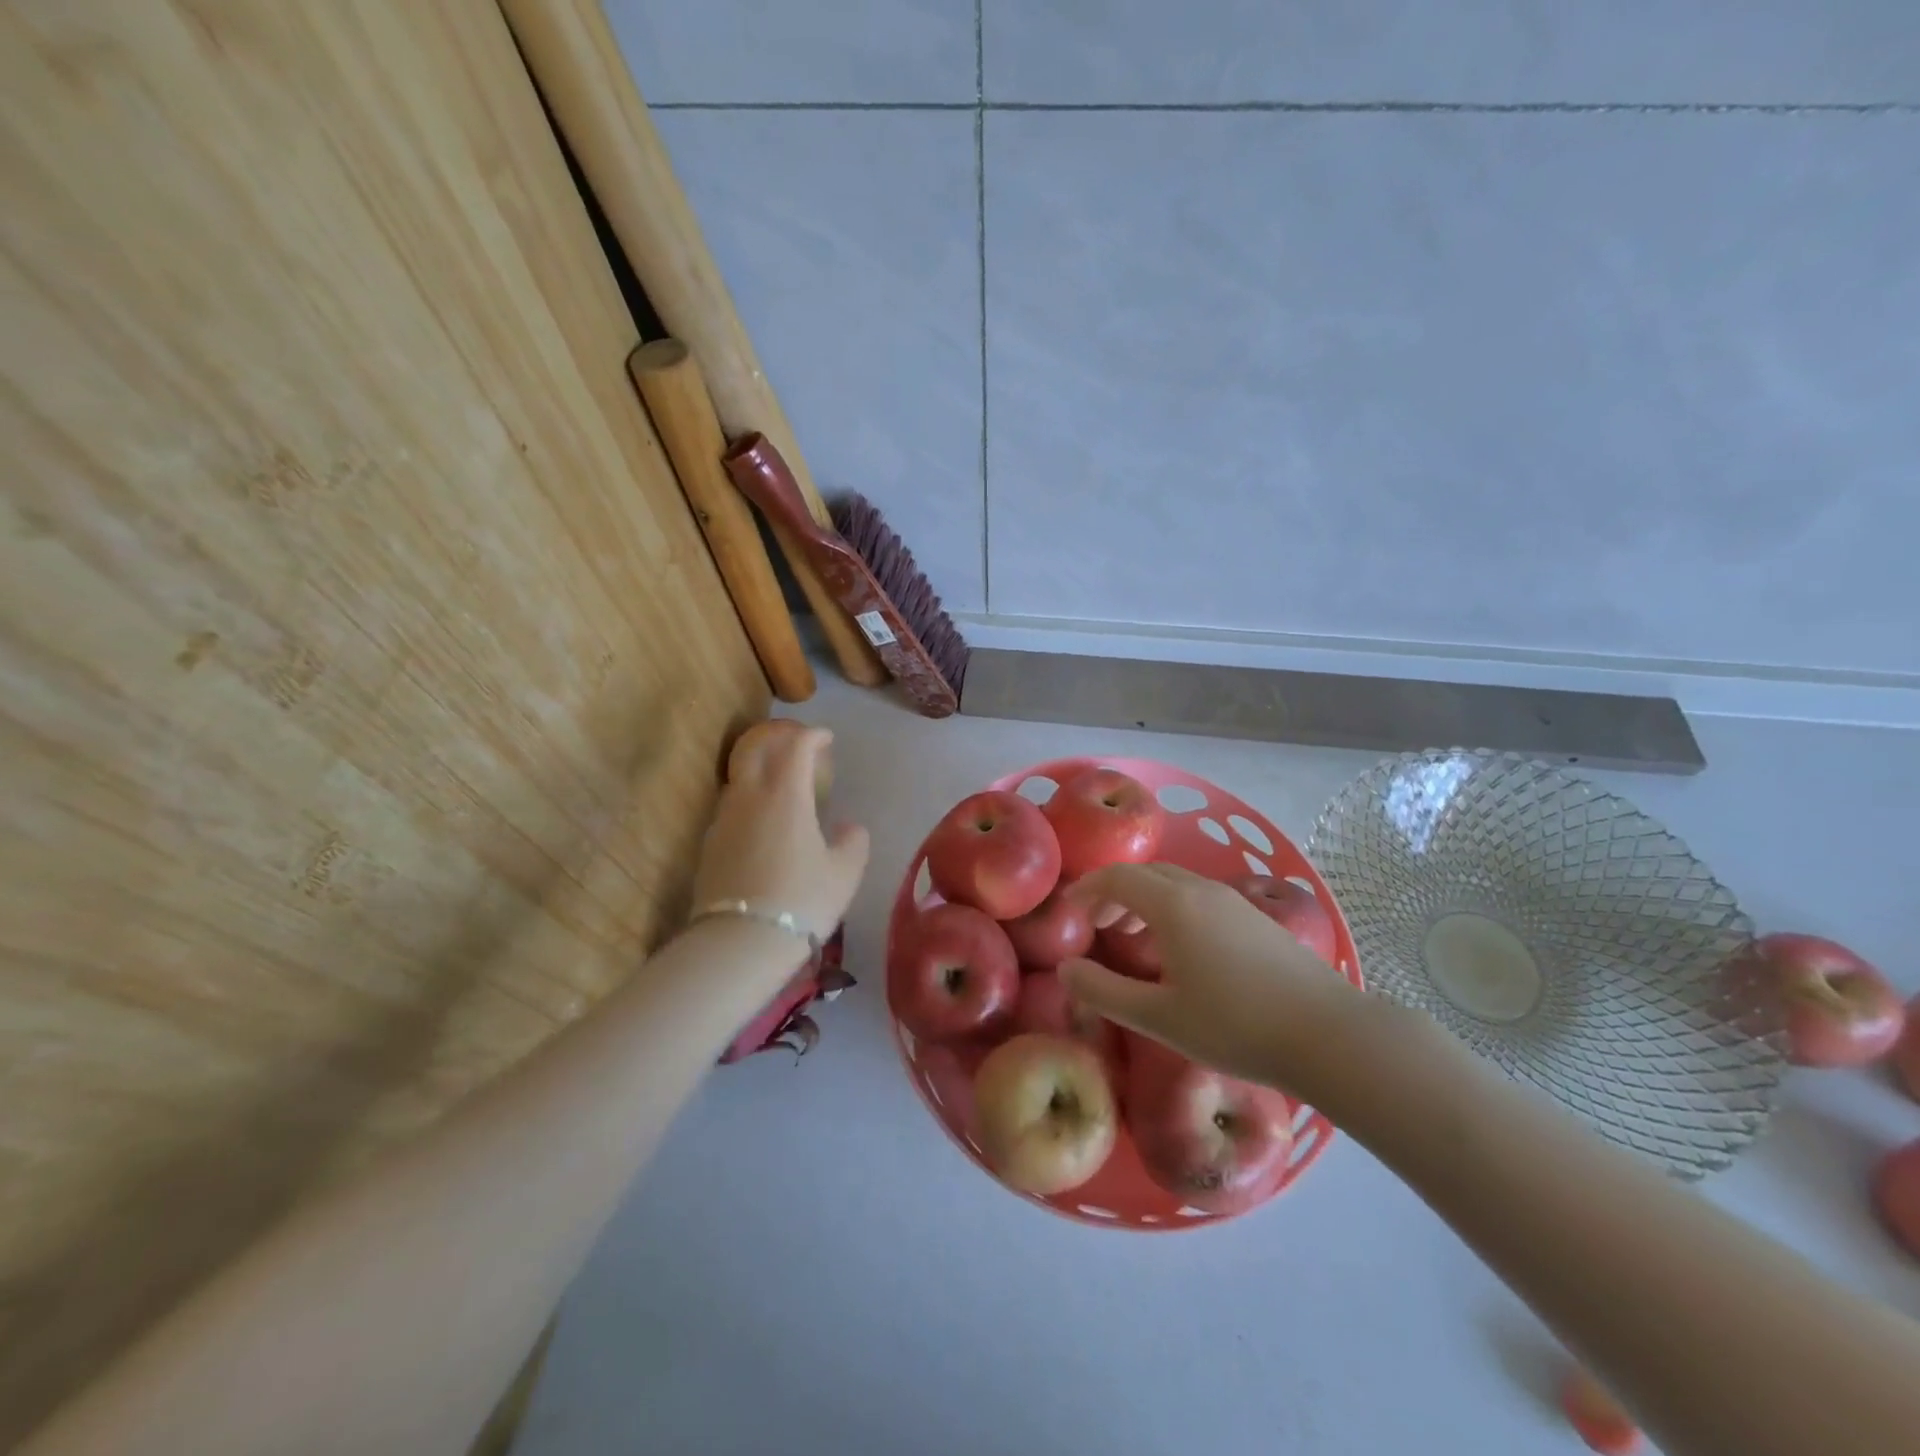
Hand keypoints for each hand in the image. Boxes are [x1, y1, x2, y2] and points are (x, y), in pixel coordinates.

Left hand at [692, 725, 868, 945]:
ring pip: (740, 775)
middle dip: (778, 737)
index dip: (812, 736)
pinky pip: (731, 804)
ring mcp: (724, 818)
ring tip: (780, 781)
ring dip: (761, 766)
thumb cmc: (802, 900)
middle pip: (757, 748)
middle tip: (798, 744)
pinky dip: (749, 796)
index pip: (796, 746)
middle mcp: (750, 796)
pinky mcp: (710, 842)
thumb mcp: (845, 872)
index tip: (826, 738)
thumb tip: (849, 827)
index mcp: (786, 794)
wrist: (740, 941)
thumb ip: (853, 841)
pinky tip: (761, 818)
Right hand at [1061, 863, 1365, 1094]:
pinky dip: (1172, 907)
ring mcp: (1233, 901)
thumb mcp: (1159, 1017)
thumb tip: (1065, 970)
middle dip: (1114, 892)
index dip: (1087, 889)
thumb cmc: (1235, 1026)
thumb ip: (1104, 992)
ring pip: (1175, 883)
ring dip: (1144, 899)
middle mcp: (1201, 890)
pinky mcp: (1255, 917)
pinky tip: (1179, 948)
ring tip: (1131, 936)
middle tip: (1096, 924)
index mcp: (1173, 905)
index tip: (1069, 910)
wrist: (1329, 1034)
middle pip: (1146, 873)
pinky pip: (1199, 896)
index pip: (1117, 878)